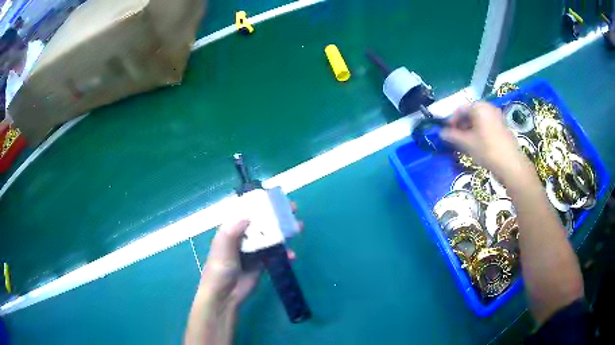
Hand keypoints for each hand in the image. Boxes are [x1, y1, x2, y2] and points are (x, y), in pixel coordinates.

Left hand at [197, 203, 300, 308]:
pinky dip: (284, 253)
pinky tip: (292, 256)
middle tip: (292, 209)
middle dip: (277, 215)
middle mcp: (243, 236)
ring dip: (284, 232)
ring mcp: (254, 250)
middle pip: (262, 222)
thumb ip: (232, 231)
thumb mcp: (222, 247)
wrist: (224, 295)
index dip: (260, 203)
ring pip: (271, 236)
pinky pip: (275, 254)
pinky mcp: (262, 263)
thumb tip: (248, 215)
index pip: (246, 211)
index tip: (275, 198)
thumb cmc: (219, 269)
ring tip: (298, 228)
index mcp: (232, 229)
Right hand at [440, 102, 531, 182]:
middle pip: (470, 113)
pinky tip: (477, 144)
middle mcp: (488, 107)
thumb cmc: (487, 150)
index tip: (447, 133)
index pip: (460, 109)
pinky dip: (479, 132)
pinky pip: (487, 125)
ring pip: (478, 120)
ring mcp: (497, 116)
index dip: (451, 120)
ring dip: (469, 129)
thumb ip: (452, 136)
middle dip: (461, 125)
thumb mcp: (467, 143)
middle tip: (456, 139)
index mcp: (479, 107)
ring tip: (465, 143)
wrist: (511, 164)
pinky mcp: (503, 126)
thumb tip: (441, 133)